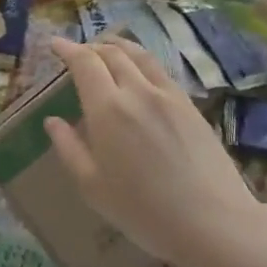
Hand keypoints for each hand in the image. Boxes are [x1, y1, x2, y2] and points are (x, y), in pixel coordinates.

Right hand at [43, 37, 266, 266]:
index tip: (55, 44)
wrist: (214, 222)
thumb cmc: (143, 210)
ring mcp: (168, 96)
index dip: (67, 49)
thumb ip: (69, 148)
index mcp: (107, 108)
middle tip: (77, 51)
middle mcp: (137, 91)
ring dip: (118, 46)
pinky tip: (140, 73)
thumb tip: (53, 121)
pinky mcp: (190, 106)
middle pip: (112, 53)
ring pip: (140, 56)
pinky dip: (142, 61)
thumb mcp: (92, 186)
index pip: (84, 63)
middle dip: (90, 47)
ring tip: (107, 48)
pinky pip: (160, 71)